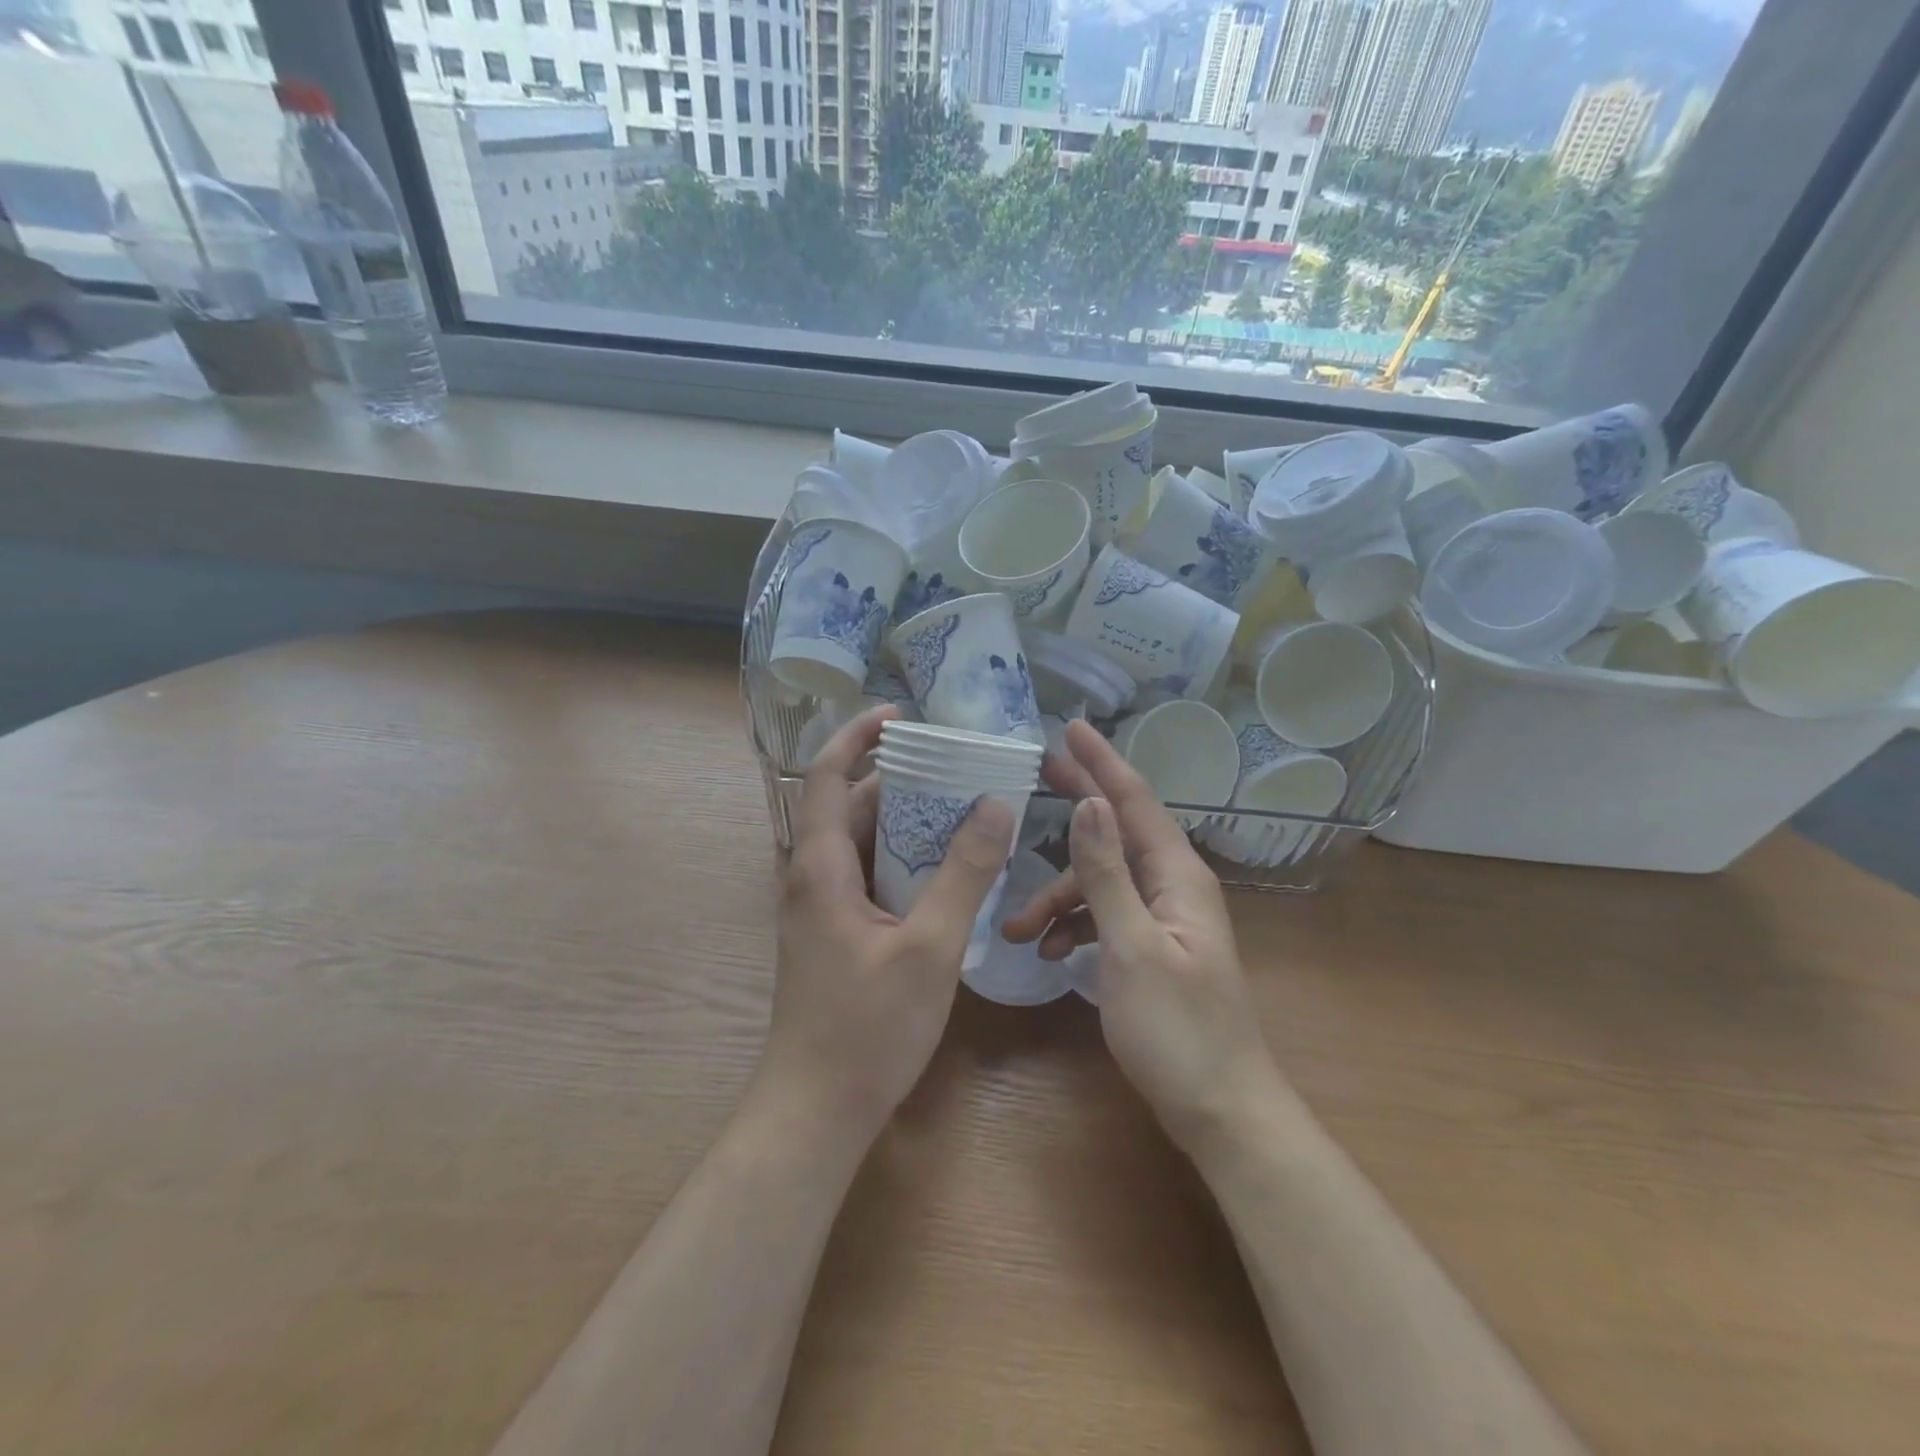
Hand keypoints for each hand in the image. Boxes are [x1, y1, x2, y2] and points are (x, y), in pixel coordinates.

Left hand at [760, 705, 1014, 1144]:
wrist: (816, 1111)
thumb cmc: (867, 1028)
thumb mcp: (929, 947)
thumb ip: (964, 874)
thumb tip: (995, 804)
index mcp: (819, 867)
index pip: (824, 776)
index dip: (857, 737)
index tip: (900, 715)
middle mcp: (811, 878)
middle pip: (848, 806)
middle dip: (896, 778)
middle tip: (955, 765)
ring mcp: (819, 909)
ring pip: (860, 844)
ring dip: (902, 821)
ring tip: (959, 807)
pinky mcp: (833, 934)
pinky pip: (866, 876)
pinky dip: (900, 859)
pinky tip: (944, 870)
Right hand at [1004, 720, 1283, 1154]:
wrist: (1221, 1110)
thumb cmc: (1178, 1029)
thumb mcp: (1132, 947)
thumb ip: (1107, 874)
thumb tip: (1088, 805)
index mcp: (1178, 876)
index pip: (1135, 801)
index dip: (1102, 762)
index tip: (1070, 727)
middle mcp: (1173, 886)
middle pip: (1117, 830)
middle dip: (1077, 804)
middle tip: (1037, 771)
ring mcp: (1163, 918)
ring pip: (1102, 883)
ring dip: (1059, 896)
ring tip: (1015, 927)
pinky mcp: (1151, 948)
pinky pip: (1105, 917)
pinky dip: (1074, 926)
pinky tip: (1046, 951)